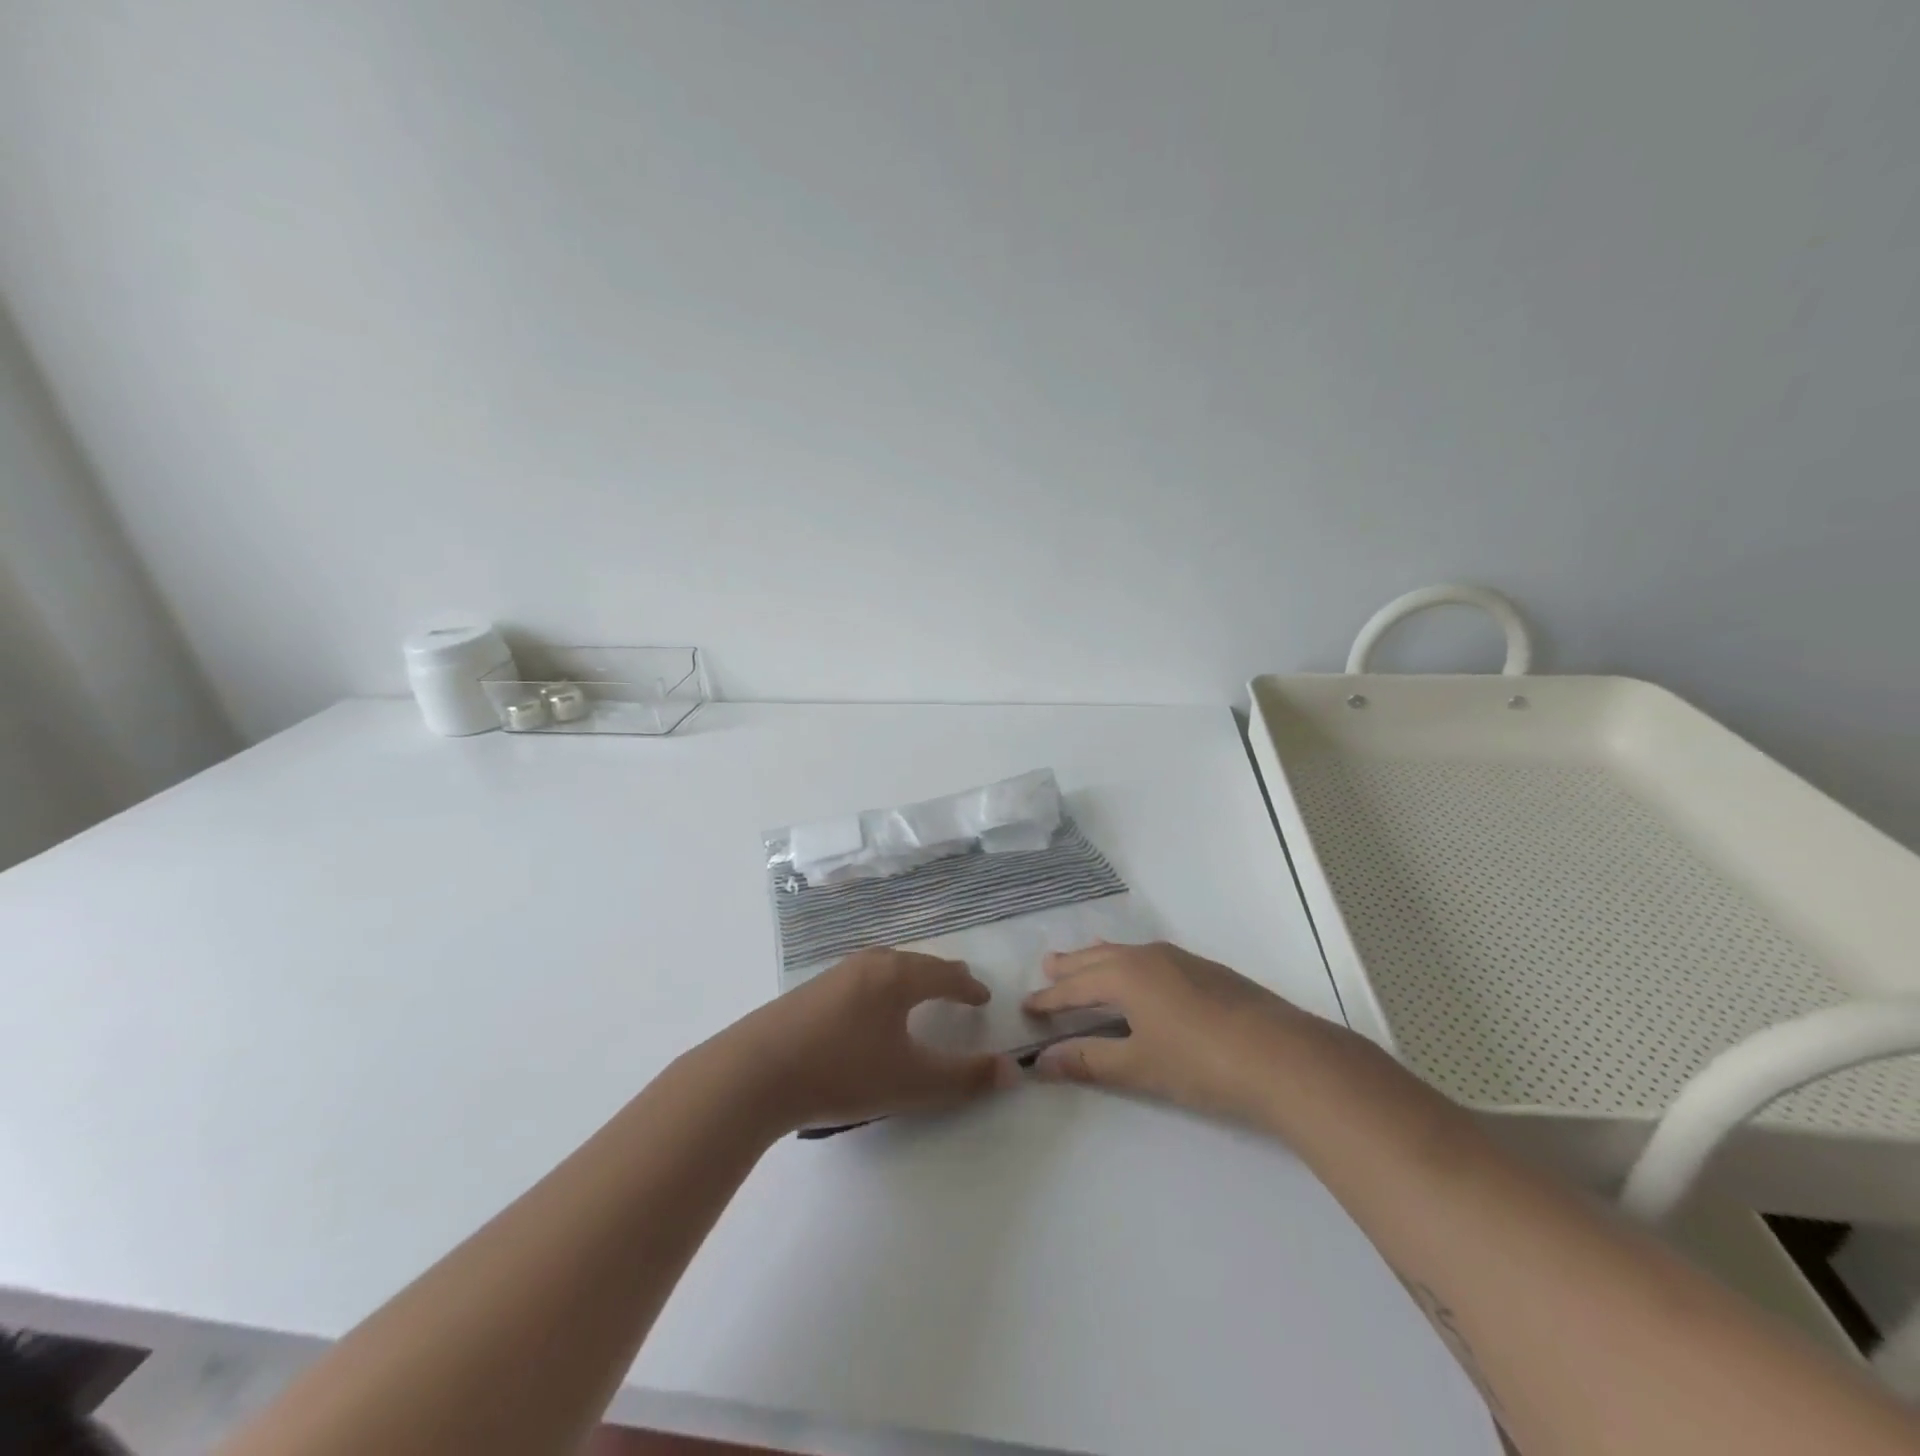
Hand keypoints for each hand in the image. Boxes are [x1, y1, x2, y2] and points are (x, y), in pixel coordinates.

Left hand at [712, 949, 1019, 1132]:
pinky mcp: (811, 990)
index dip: (968, 987)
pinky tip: (872, 1010)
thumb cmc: (843, 1071)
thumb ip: (964, 1078)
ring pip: (886, 968)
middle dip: (941, 976)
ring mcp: (836, 973)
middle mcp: (870, 964)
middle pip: (916, 963)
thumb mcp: (912, 1082)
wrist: (756, 1072)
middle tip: (958, 988)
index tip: (983, 997)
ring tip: (919, 994)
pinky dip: (883, 987)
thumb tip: (1012, 1070)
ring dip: (909, 979)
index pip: (945, 974)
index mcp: (898, 976)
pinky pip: (863, 979)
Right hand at [1022, 940, 1320, 1124]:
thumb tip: (1042, 1062)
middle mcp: (1148, 957)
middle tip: (1048, 966)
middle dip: (1072, 966)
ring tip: (1087, 958)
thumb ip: (1089, 1060)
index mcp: (1125, 975)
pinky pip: (1152, 958)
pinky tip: (1142, 974)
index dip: (1050, 998)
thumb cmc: (1199, 1063)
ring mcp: (1181, 960)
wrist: (1281, 1056)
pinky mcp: (1206, 971)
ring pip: (1128, 953)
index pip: (1076, 986)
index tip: (1028, 1006)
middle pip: (1099, 959)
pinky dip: (1131, 963)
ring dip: (1101, 959)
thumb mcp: (1139, 1066)